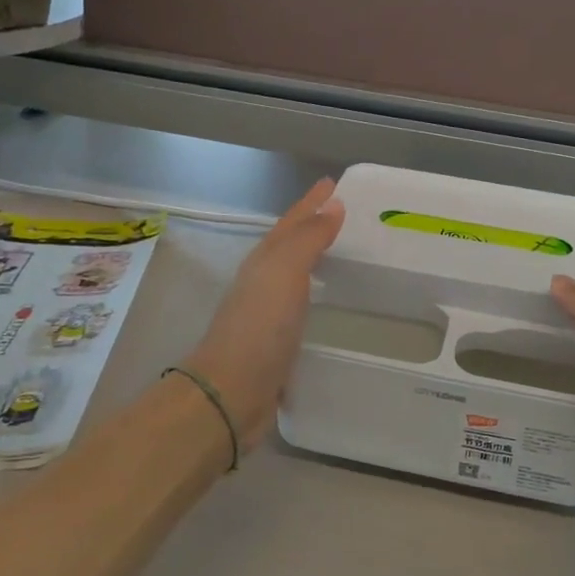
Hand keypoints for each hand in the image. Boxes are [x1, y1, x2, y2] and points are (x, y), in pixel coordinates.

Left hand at [184, 179, 343, 447]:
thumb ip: (309, 239)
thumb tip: (332, 204)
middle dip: (312, 227)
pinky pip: (300, 307)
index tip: (333, 183)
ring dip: (313, 260)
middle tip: (343, 215)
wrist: (232, 392)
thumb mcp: (285, 273)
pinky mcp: (276, 344)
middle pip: (289, 246)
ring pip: (294, 276)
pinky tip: (327, 304)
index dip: (311, 202)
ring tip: (341, 254)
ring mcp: (266, 314)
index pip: (291, 223)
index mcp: (264, 262)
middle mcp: (262, 283)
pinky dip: (315, 296)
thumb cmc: (260, 327)